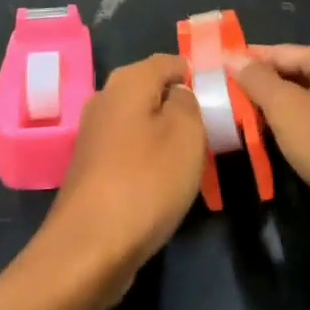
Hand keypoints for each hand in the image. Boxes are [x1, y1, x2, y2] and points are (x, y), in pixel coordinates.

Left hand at [35, 55, 205, 302]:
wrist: (89, 248)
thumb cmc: (146, 181)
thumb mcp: (186, 133)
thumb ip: (188, 102)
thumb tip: (178, 94)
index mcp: (127, 81)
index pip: (169, 61)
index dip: (196, 75)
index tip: (220, 99)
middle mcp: (105, 98)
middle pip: (152, 91)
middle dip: (181, 107)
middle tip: (211, 132)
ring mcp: (93, 135)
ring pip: (140, 123)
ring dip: (165, 137)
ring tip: (193, 161)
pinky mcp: (90, 168)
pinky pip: (129, 151)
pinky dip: (148, 161)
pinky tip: (163, 184)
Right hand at [232, 43, 309, 240]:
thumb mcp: (286, 108)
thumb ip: (256, 80)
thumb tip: (231, 55)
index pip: (277, 52)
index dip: (244, 62)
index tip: (212, 72)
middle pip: (290, 77)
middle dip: (258, 91)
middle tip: (220, 103)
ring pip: (302, 105)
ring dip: (274, 116)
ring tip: (238, 127)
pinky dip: (294, 135)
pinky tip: (272, 148)